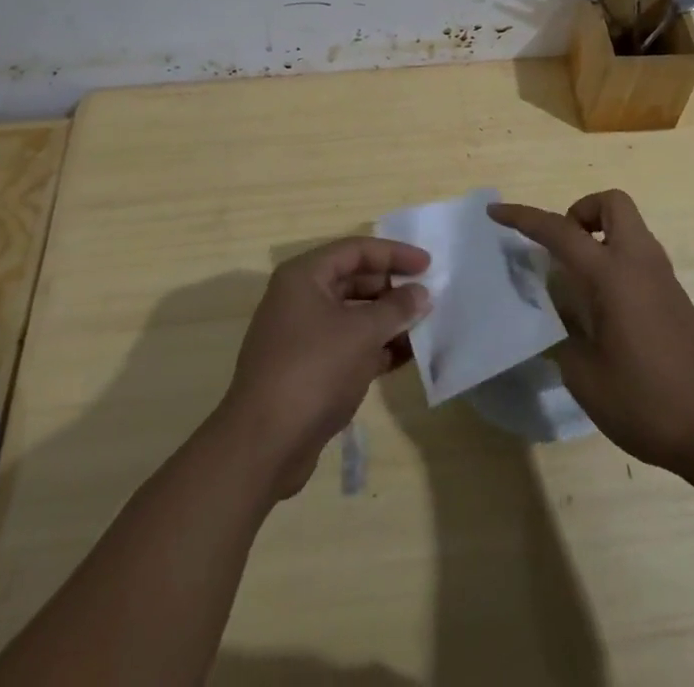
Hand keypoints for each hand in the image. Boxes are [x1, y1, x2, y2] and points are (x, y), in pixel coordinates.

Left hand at [216, 237, 431, 499]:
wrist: (264, 444)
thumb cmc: (314, 371)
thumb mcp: (362, 333)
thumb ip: (396, 309)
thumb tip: (421, 293)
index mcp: (304, 277)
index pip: (356, 250)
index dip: (394, 254)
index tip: (428, 264)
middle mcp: (299, 298)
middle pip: (353, 280)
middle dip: (392, 288)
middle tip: (428, 296)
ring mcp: (301, 335)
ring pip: (352, 316)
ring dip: (386, 320)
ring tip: (425, 326)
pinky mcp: (307, 369)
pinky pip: (347, 345)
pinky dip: (374, 347)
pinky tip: (406, 357)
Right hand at [490, 190, 693, 477]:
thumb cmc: (647, 401)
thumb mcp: (584, 376)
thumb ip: (561, 335)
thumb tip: (553, 315)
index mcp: (612, 274)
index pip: (560, 230)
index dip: (524, 218)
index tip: (496, 213)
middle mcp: (639, 262)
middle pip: (612, 203)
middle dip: (580, 211)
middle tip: (561, 250)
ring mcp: (662, 277)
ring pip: (627, 227)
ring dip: (598, 235)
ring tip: (575, 280)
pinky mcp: (674, 297)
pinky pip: (637, 254)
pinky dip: (613, 259)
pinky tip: (601, 306)